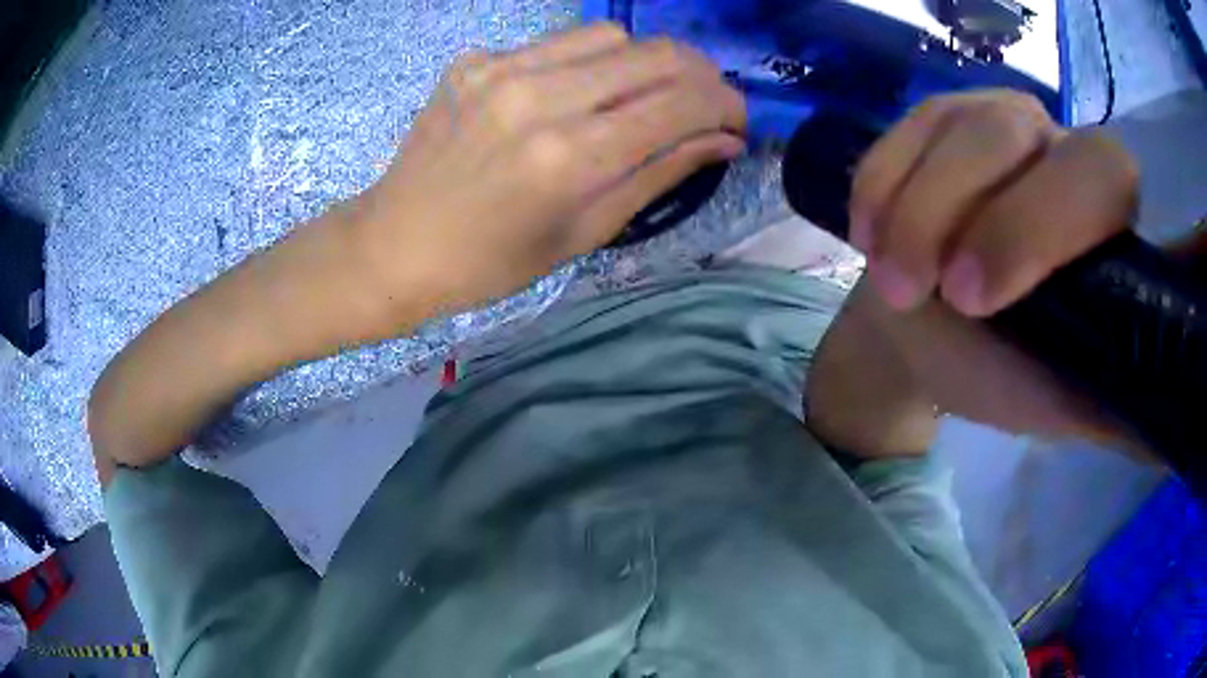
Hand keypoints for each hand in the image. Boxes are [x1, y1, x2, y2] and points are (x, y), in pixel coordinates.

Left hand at [353, 23, 745, 322]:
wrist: (396, 243)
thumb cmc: (492, 261)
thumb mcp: (584, 232)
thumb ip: (660, 175)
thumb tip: (723, 140)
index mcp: (571, 157)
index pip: (682, 102)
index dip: (726, 105)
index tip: (736, 120)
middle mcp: (540, 98)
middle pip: (656, 54)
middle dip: (700, 75)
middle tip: (704, 103)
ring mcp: (501, 69)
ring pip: (610, 36)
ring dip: (646, 61)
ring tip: (644, 94)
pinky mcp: (475, 60)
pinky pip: (555, 44)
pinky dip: (586, 63)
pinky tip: (576, 93)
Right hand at [808, 90, 1143, 456]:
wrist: (928, 329)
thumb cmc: (1000, 368)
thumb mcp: (1056, 401)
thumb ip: (1106, 404)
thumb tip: (1160, 423)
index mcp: (1104, 219)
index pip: (1101, 177)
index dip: (1041, 222)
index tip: (976, 299)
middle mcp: (1058, 149)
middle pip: (1017, 131)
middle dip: (961, 206)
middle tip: (921, 290)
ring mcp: (996, 121)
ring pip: (958, 124)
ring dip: (913, 207)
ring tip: (890, 282)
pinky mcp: (940, 118)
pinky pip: (904, 128)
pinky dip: (881, 182)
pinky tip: (868, 235)